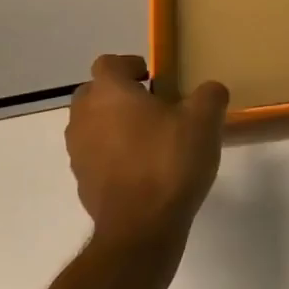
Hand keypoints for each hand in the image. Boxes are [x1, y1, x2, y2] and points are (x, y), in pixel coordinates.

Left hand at [65, 56, 228, 242]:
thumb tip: (209, 90)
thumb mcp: (205, 121)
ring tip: (151, 138)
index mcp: (109, 93)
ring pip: (93, 124)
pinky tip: (144, 168)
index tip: (155, 78)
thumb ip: (209, 95)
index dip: (131, 65)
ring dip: (115, 124)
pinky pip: (96, 154)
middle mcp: (84, 117)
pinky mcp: (82, 181)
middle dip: (121, 94)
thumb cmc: (170, 161)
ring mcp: (78, 151)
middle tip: (154, 105)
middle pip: (95, 92)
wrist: (141, 226)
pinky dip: (114, 153)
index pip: (109, 63)